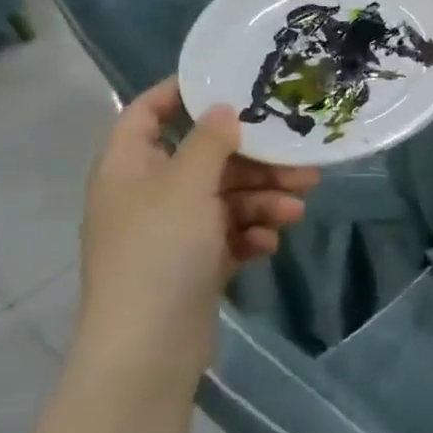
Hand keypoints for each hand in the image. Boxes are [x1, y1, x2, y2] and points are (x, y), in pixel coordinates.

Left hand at [77, 78, 317, 393]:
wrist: (147, 349)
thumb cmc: (159, 252)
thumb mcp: (187, 186)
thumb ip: (209, 142)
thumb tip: (224, 109)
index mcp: (130, 167)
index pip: (148, 113)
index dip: (181, 93)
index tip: (230, 83)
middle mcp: (149, 193)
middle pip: (207, 159)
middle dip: (255, 162)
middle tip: (302, 164)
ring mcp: (173, 231)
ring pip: (226, 199)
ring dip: (262, 201)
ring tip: (296, 211)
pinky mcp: (195, 263)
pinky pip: (229, 234)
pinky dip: (251, 234)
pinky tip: (270, 244)